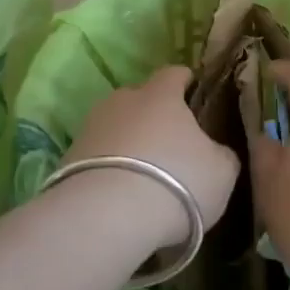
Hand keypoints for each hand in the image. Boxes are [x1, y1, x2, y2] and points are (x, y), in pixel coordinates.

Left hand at [62, 66, 240, 253]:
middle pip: (140, 99)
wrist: (108, 215)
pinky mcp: (68, 157)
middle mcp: (122, 100)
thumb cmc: (178, 181)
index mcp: (161, 94)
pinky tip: (118, 196)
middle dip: (153, 116)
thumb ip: (221, 153)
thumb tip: (215, 151)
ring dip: (128, 144)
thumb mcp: (221, 171)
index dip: (185, 82)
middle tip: (169, 146)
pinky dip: (108, 170)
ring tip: (141, 176)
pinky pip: (96, 156)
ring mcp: (91, 126)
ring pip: (116, 127)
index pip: (174, 73)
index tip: (193, 93)